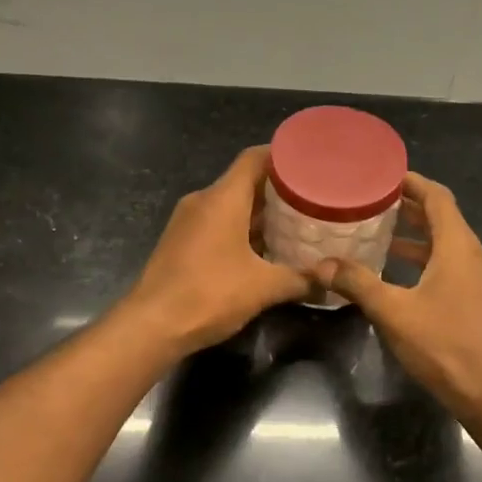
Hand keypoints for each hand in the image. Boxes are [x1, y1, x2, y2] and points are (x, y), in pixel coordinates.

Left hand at [124, 146, 315, 355]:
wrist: (151, 326)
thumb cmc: (209, 294)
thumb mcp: (264, 288)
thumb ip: (301, 280)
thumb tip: (330, 281)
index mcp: (222, 198)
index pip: (254, 158)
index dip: (282, 155)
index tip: (310, 162)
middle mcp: (203, 201)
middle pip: (244, 181)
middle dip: (278, 189)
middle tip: (312, 197)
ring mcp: (188, 221)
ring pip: (230, 205)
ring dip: (260, 213)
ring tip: (295, 223)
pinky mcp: (180, 242)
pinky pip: (217, 223)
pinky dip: (241, 229)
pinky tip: (264, 249)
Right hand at [315, 172, 481, 419]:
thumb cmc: (444, 344)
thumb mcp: (393, 311)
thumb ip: (357, 283)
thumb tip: (321, 264)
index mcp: (458, 246)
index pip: (438, 197)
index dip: (412, 182)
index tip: (383, 175)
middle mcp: (472, 254)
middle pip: (442, 217)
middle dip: (408, 207)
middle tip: (371, 201)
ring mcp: (478, 277)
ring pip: (445, 243)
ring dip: (415, 235)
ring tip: (378, 232)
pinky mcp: (476, 298)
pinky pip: (448, 264)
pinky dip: (423, 258)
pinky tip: (396, 272)